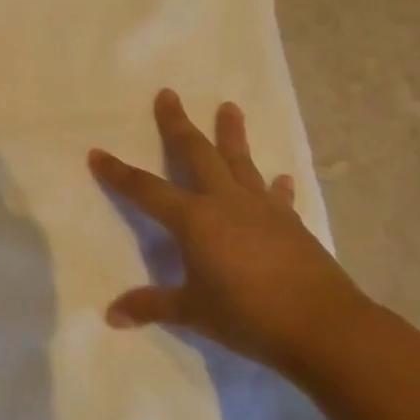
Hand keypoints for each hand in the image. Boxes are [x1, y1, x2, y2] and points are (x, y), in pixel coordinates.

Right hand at [89, 89, 365, 373]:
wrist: (322, 325)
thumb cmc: (248, 315)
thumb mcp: (193, 312)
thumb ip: (152, 305)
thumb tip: (111, 315)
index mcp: (194, 220)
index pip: (146, 190)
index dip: (119, 173)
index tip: (97, 152)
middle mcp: (225, 202)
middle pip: (196, 153)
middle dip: (177, 124)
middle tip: (168, 94)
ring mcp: (261, 209)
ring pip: (240, 161)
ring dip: (232, 133)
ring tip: (230, 106)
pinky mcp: (291, 223)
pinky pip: (278, 196)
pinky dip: (275, 186)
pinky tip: (280, 177)